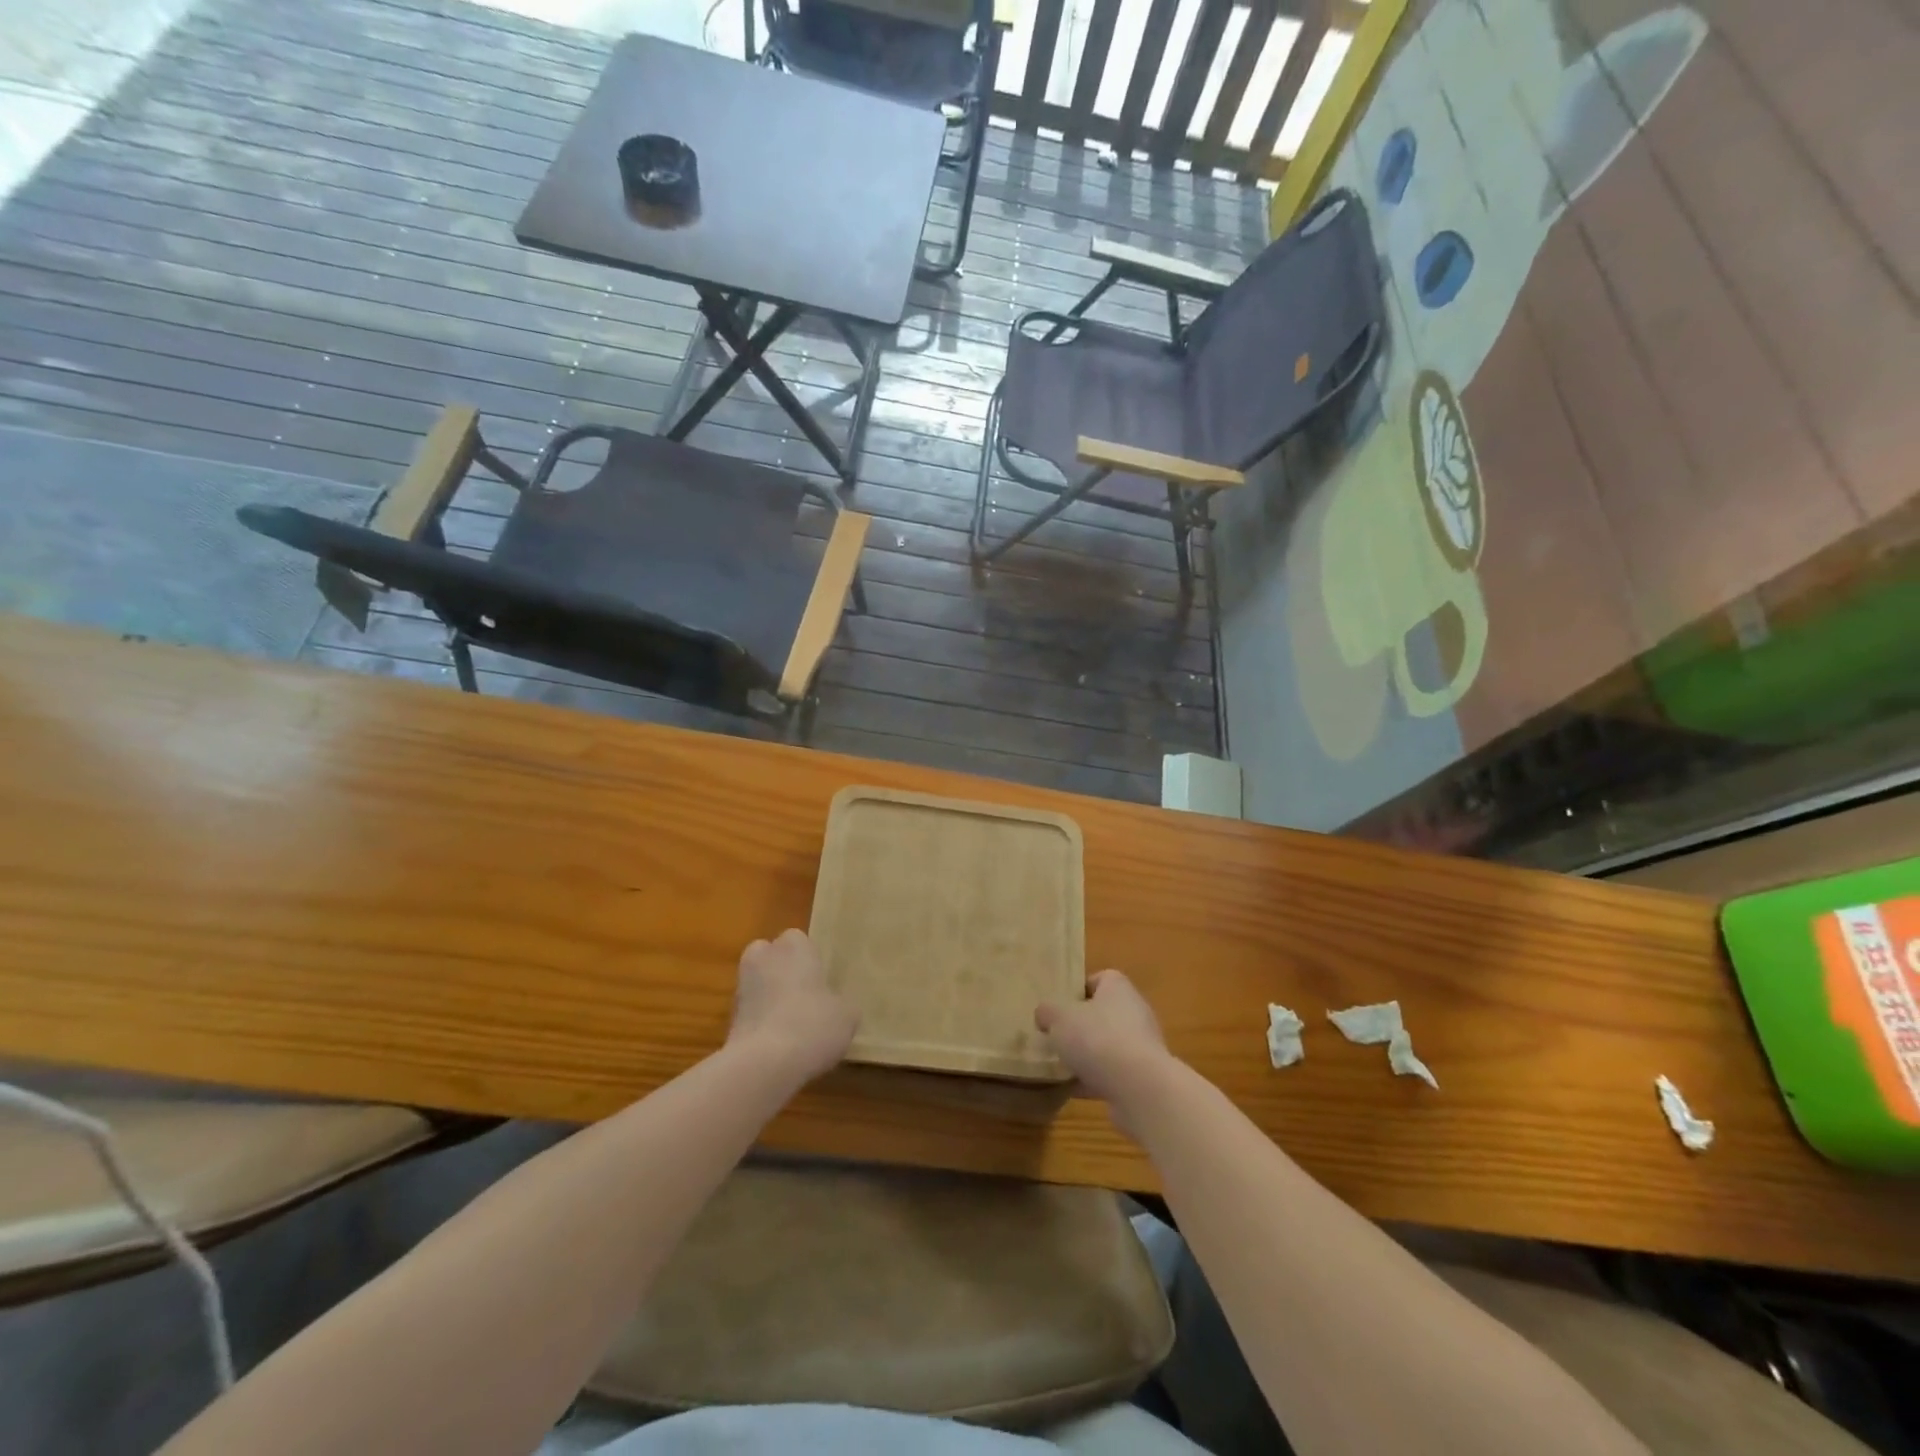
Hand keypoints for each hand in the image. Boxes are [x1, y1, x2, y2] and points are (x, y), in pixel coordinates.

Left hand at [728, 929, 858, 1083]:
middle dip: (781, 972)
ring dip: (769, 999)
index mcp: (794, 946)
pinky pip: (750, 1013)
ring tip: (792, 1027)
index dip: (808, 959)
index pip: (798, 939)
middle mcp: (764, 958)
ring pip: (757, 985)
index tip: (820, 979)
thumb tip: (837, 1007)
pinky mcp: (728, 1019)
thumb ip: (842, 1004)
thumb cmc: (813, 1024)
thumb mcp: (847, 1015)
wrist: (764, 1063)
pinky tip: (778, 1046)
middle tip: (803, 997)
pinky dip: (760, 1024)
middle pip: (770, 957)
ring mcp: (741, 988)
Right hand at [1035, 970, 1173, 1109]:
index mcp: (1118, 988)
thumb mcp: (1059, 1018)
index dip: (1078, 989)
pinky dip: (1094, 1081)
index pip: (1100, 979)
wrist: (1139, 1089)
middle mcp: (1135, 1012)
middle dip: (1079, 1026)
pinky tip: (1071, 1090)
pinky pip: (1112, 1074)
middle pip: (1103, 1014)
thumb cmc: (1098, 1039)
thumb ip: (1048, 1011)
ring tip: (1059, 1066)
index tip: (1058, 1005)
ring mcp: (1141, 1047)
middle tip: (1054, 1036)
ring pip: (1107, 1046)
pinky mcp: (1142, 1078)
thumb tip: (1045, 1014)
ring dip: (1086, 1056)